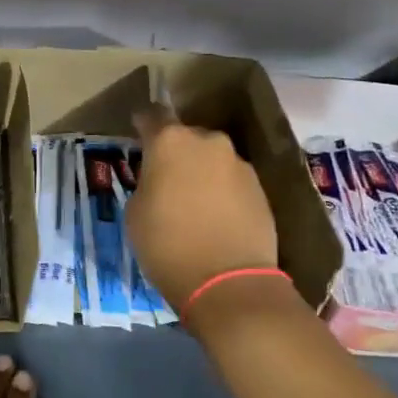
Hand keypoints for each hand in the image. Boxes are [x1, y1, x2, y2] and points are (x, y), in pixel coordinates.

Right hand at [128, 103, 281, 315]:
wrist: (229, 282)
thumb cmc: (168, 244)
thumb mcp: (136, 213)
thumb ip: (147, 183)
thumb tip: (159, 180)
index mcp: (170, 141)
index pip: (153, 115)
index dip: (143, 125)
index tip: (137, 135)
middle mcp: (208, 142)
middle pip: (187, 137)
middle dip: (176, 152)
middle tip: (165, 179)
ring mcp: (239, 164)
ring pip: (212, 159)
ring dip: (201, 172)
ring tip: (193, 202)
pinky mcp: (261, 188)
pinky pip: (231, 181)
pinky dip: (221, 192)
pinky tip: (215, 217)